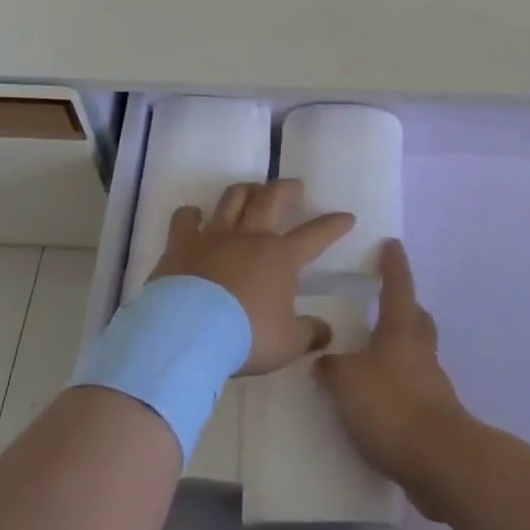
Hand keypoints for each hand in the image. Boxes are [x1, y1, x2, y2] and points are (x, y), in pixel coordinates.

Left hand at [150, 179, 353, 375]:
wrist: (191, 331)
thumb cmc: (247, 336)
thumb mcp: (288, 343)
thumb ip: (310, 334)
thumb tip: (327, 331)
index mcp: (282, 257)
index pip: (316, 235)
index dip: (333, 225)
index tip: (347, 216)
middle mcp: (251, 237)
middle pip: (273, 199)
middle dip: (287, 188)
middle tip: (294, 185)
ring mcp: (215, 236)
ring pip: (233, 199)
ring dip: (246, 190)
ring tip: (252, 189)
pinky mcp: (182, 243)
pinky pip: (185, 218)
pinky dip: (190, 214)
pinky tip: (193, 215)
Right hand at [316, 240, 466, 496]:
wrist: (438, 460)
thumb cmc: (390, 406)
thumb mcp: (346, 382)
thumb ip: (331, 368)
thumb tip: (325, 360)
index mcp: (400, 331)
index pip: (397, 287)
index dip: (393, 265)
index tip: (392, 244)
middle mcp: (419, 350)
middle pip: (416, 318)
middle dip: (404, 306)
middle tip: (385, 302)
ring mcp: (431, 383)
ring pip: (416, 352)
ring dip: (399, 348)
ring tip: (372, 354)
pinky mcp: (434, 414)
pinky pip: (414, 386)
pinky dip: (397, 384)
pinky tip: (377, 398)